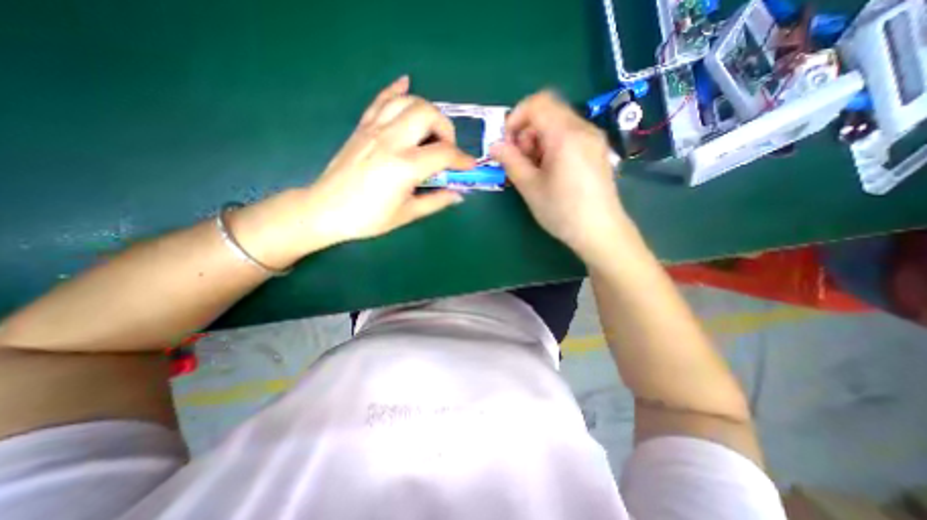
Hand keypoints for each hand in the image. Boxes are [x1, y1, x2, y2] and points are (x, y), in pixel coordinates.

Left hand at [305, 76, 472, 246]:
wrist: (326, 209)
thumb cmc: (368, 218)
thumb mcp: (407, 214)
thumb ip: (436, 201)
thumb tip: (459, 194)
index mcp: (404, 166)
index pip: (444, 153)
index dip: (463, 160)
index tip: (470, 167)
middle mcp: (391, 140)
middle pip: (428, 114)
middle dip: (446, 129)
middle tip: (446, 150)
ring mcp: (374, 129)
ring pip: (408, 101)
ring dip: (427, 112)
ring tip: (429, 132)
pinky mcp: (362, 127)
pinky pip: (381, 99)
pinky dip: (396, 90)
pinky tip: (405, 84)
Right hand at [487, 88, 634, 263]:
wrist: (600, 231)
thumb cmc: (562, 211)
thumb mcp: (530, 187)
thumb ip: (510, 161)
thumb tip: (494, 145)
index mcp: (565, 135)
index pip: (537, 103)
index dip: (516, 118)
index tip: (507, 143)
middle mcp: (583, 129)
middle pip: (548, 112)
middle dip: (526, 132)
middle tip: (521, 161)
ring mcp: (593, 139)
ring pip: (558, 124)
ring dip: (538, 140)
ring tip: (535, 169)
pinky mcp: (596, 151)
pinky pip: (569, 136)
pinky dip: (553, 146)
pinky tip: (550, 170)